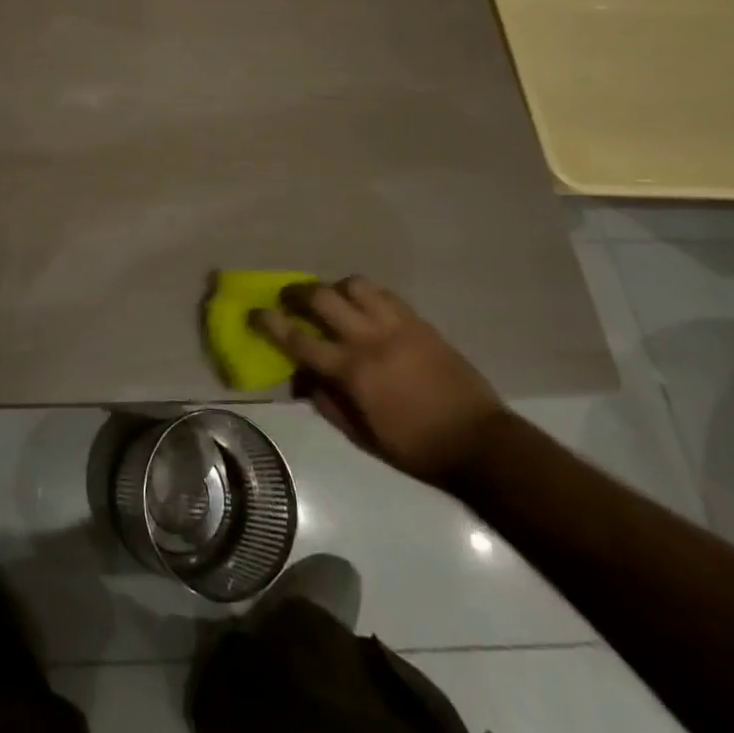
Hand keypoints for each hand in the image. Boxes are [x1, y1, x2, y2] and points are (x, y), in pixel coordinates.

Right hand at [252, 277, 504, 486]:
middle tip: (289, 296)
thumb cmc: (415, 447)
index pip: (298, 339)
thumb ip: (328, 404)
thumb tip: (301, 380)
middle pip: (322, 298)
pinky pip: (385, 294)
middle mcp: (368, 339)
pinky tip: (366, 306)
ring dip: (336, 288)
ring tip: (333, 298)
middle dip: (298, 292)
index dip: (271, 323)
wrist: (479, 442)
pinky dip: (367, 295)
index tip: (254, 312)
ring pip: (354, 285)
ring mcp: (396, 325)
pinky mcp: (418, 321)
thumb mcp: (363, 436)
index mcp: (351, 372)